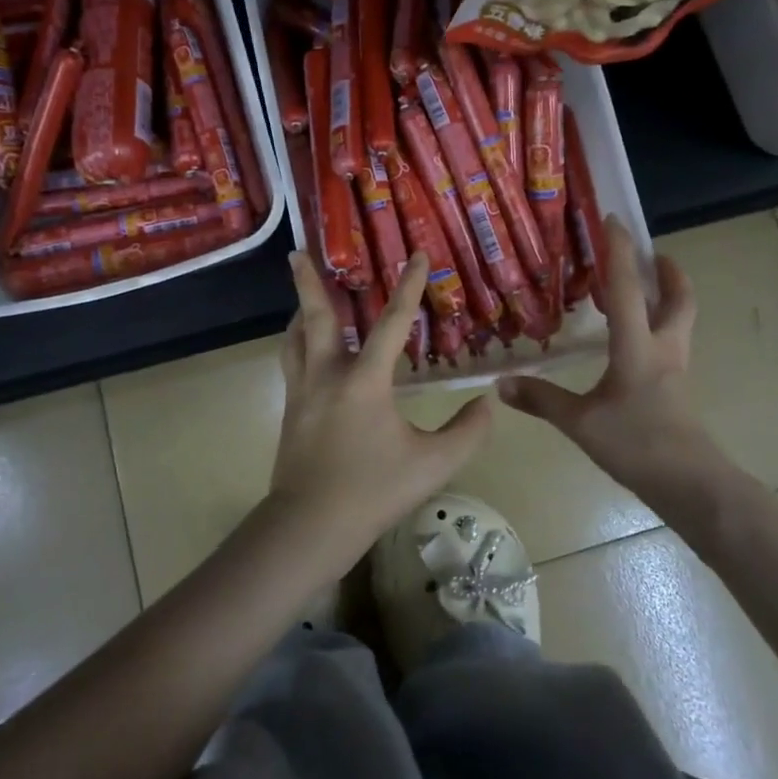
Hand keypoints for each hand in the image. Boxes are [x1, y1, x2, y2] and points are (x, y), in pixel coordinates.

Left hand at [270, 251, 490, 570]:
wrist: (309, 526)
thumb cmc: (373, 492)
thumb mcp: (432, 465)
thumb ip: (466, 432)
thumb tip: (487, 403)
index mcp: (364, 382)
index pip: (392, 324)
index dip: (409, 287)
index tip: (417, 256)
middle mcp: (326, 376)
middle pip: (316, 317)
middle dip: (307, 281)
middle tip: (297, 252)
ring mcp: (302, 393)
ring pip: (294, 339)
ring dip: (300, 313)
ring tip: (306, 298)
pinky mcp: (290, 412)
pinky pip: (291, 363)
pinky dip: (297, 343)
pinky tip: (306, 351)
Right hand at [500, 218, 760, 550]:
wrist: (691, 484)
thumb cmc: (636, 444)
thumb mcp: (580, 422)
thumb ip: (541, 400)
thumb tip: (501, 384)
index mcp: (637, 346)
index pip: (626, 289)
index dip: (619, 252)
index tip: (614, 221)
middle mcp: (663, 348)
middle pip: (678, 299)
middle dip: (668, 272)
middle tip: (651, 254)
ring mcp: (675, 369)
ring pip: (680, 320)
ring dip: (668, 297)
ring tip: (644, 289)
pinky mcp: (677, 389)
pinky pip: (670, 343)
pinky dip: (658, 327)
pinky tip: (634, 343)